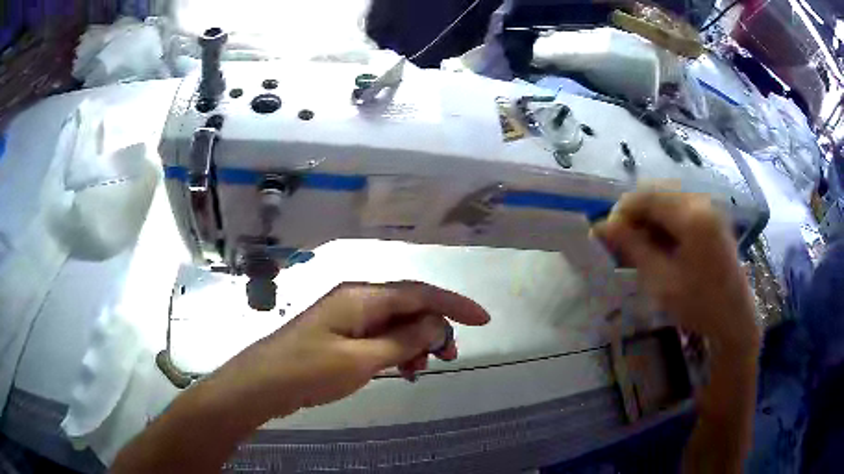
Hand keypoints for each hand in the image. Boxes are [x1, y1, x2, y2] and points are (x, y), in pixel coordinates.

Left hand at [208, 281, 490, 418]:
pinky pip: (379, 337)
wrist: (262, 384)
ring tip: (421, 370)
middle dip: (434, 329)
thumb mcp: (361, 360)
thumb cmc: (309, 371)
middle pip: (409, 306)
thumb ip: (402, 341)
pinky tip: (400, 371)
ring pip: (395, 323)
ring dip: (415, 343)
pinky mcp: (340, 335)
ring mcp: (347, 317)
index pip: (419, 293)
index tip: (483, 320)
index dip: (454, 304)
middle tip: (448, 358)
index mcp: (362, 297)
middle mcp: (357, 300)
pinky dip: (396, 352)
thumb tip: (437, 324)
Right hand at [592, 191, 757, 354]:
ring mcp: (709, 207)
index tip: (608, 237)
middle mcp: (701, 201)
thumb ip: (632, 248)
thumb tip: (600, 227)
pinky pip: (680, 208)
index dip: (621, 212)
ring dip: (649, 219)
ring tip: (640, 248)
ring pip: (667, 199)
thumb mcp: (661, 280)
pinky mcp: (712, 217)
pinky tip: (660, 246)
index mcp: (691, 216)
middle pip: (656, 193)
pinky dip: (664, 223)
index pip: (645, 196)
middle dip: (635, 215)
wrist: (734, 318)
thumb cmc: (699, 304)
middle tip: (623, 244)